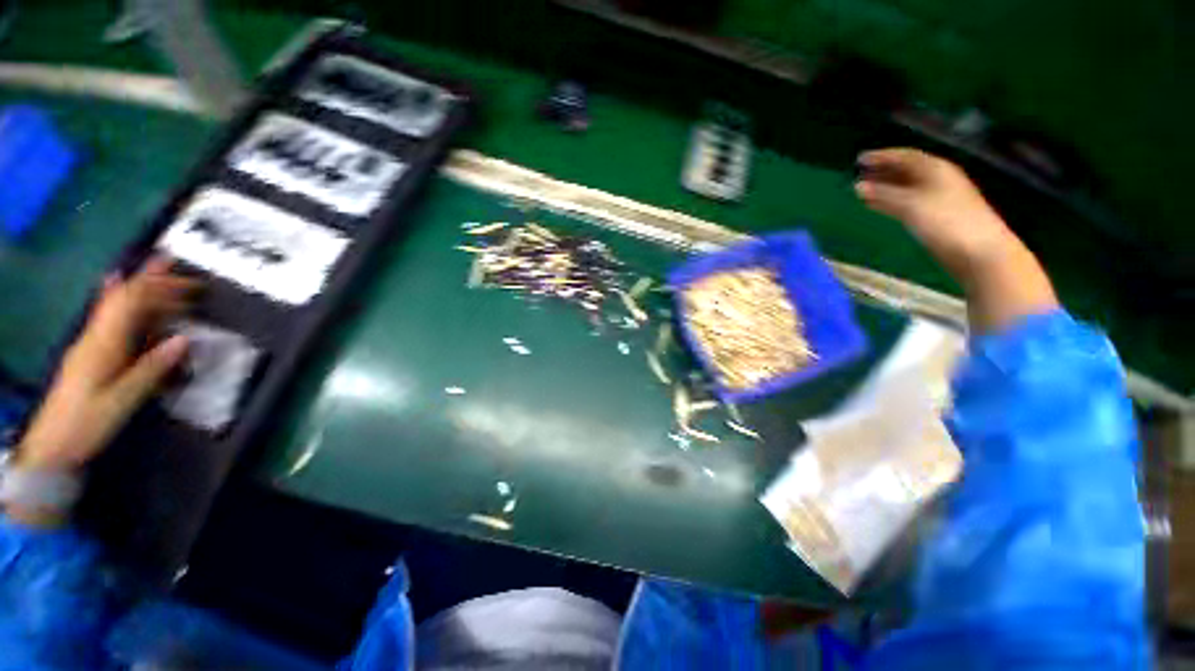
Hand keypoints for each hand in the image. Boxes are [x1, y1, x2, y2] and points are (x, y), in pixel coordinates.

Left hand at [16, 258, 198, 473]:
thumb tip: (183, 340)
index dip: (158, 285)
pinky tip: (114, 287)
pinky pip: (106, 318)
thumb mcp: (123, 399)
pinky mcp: (89, 353)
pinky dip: (115, 299)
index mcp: (104, 344)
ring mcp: (89, 343)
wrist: (51, 445)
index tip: (186, 280)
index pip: (131, 302)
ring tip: (159, 275)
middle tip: (178, 269)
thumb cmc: (87, 422)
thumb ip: (152, 368)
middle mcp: (95, 336)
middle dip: (150, 279)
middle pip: (122, 297)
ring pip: (113, 305)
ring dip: (138, 287)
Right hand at [854, 148, 1018, 278]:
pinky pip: (905, 202)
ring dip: (884, 188)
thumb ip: (884, 194)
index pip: (904, 156)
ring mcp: (936, 198)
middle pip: (906, 170)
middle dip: (882, 171)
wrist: (978, 251)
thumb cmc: (946, 221)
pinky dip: (889, 202)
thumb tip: (858, 186)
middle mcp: (936, 179)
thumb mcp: (911, 205)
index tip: (860, 159)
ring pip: (904, 187)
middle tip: (859, 173)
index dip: (882, 156)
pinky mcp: (934, 216)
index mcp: (935, 169)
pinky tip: (877, 206)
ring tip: (862, 191)